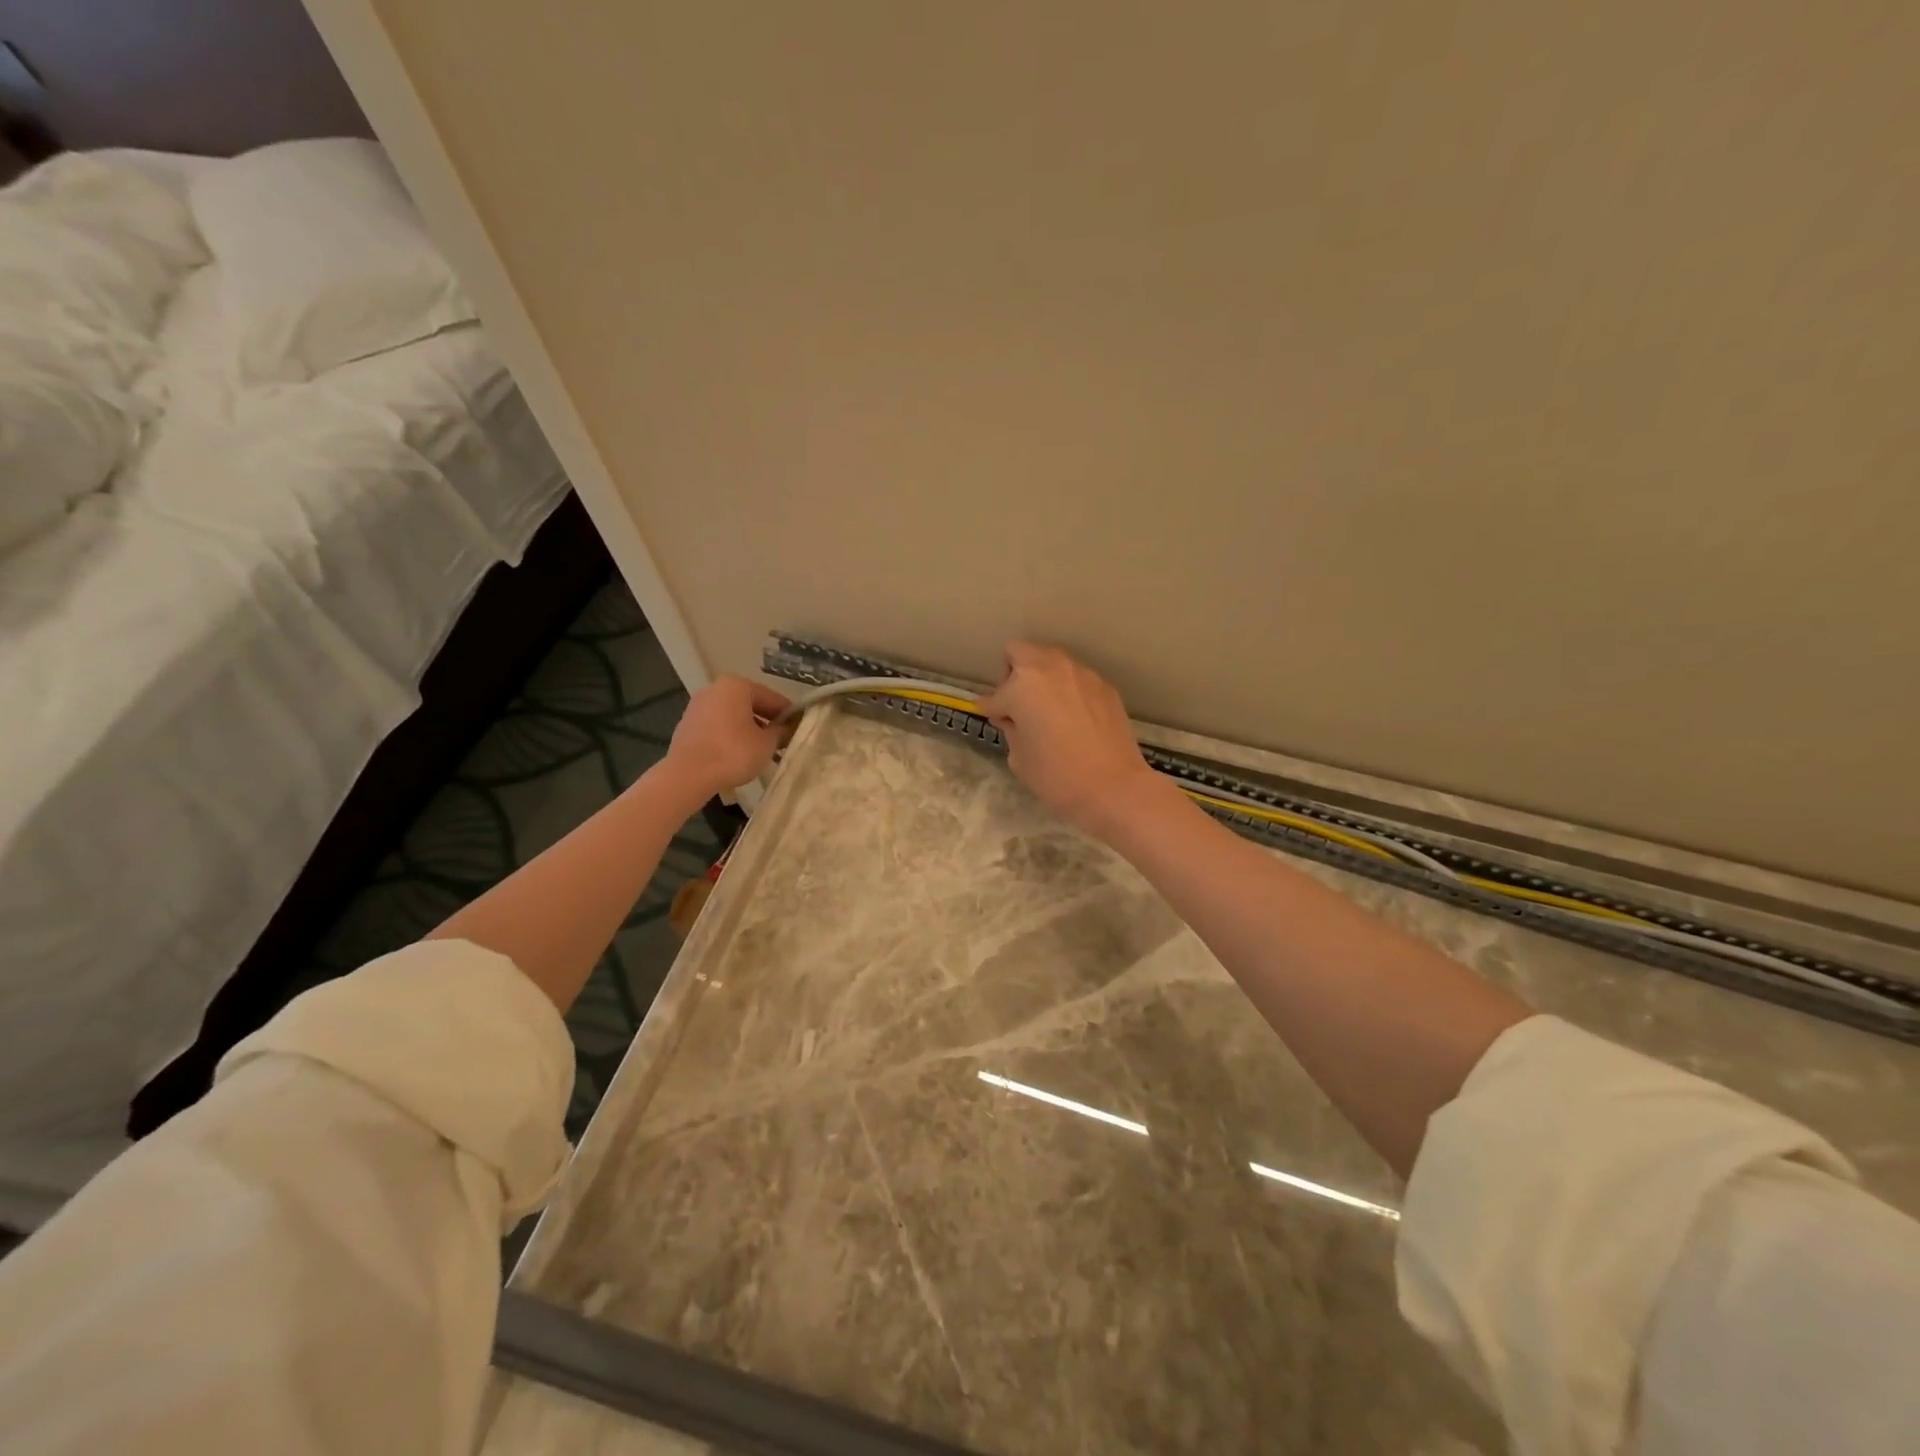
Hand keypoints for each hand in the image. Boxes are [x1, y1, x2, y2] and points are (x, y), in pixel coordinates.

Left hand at [666, 676, 792, 796]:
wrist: (688, 774)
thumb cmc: (733, 752)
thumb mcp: (767, 743)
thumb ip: (781, 732)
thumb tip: (787, 729)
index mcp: (737, 686)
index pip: (772, 698)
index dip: (789, 715)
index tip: (800, 729)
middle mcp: (715, 689)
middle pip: (751, 704)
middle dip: (768, 722)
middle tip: (783, 741)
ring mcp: (698, 706)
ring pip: (733, 716)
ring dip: (749, 729)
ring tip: (763, 750)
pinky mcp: (688, 725)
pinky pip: (718, 726)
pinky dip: (731, 736)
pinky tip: (740, 754)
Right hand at [978, 642, 1162, 837]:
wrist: (1114, 787)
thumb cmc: (1057, 777)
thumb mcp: (1019, 757)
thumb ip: (1011, 729)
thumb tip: (1013, 718)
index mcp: (1022, 685)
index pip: (994, 695)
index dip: (992, 711)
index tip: (996, 721)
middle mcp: (1051, 668)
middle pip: (1020, 652)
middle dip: (1013, 675)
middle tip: (1019, 705)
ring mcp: (1081, 674)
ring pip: (1051, 662)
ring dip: (1043, 679)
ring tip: (1048, 711)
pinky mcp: (1104, 686)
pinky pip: (1076, 679)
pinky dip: (1068, 691)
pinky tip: (1075, 719)